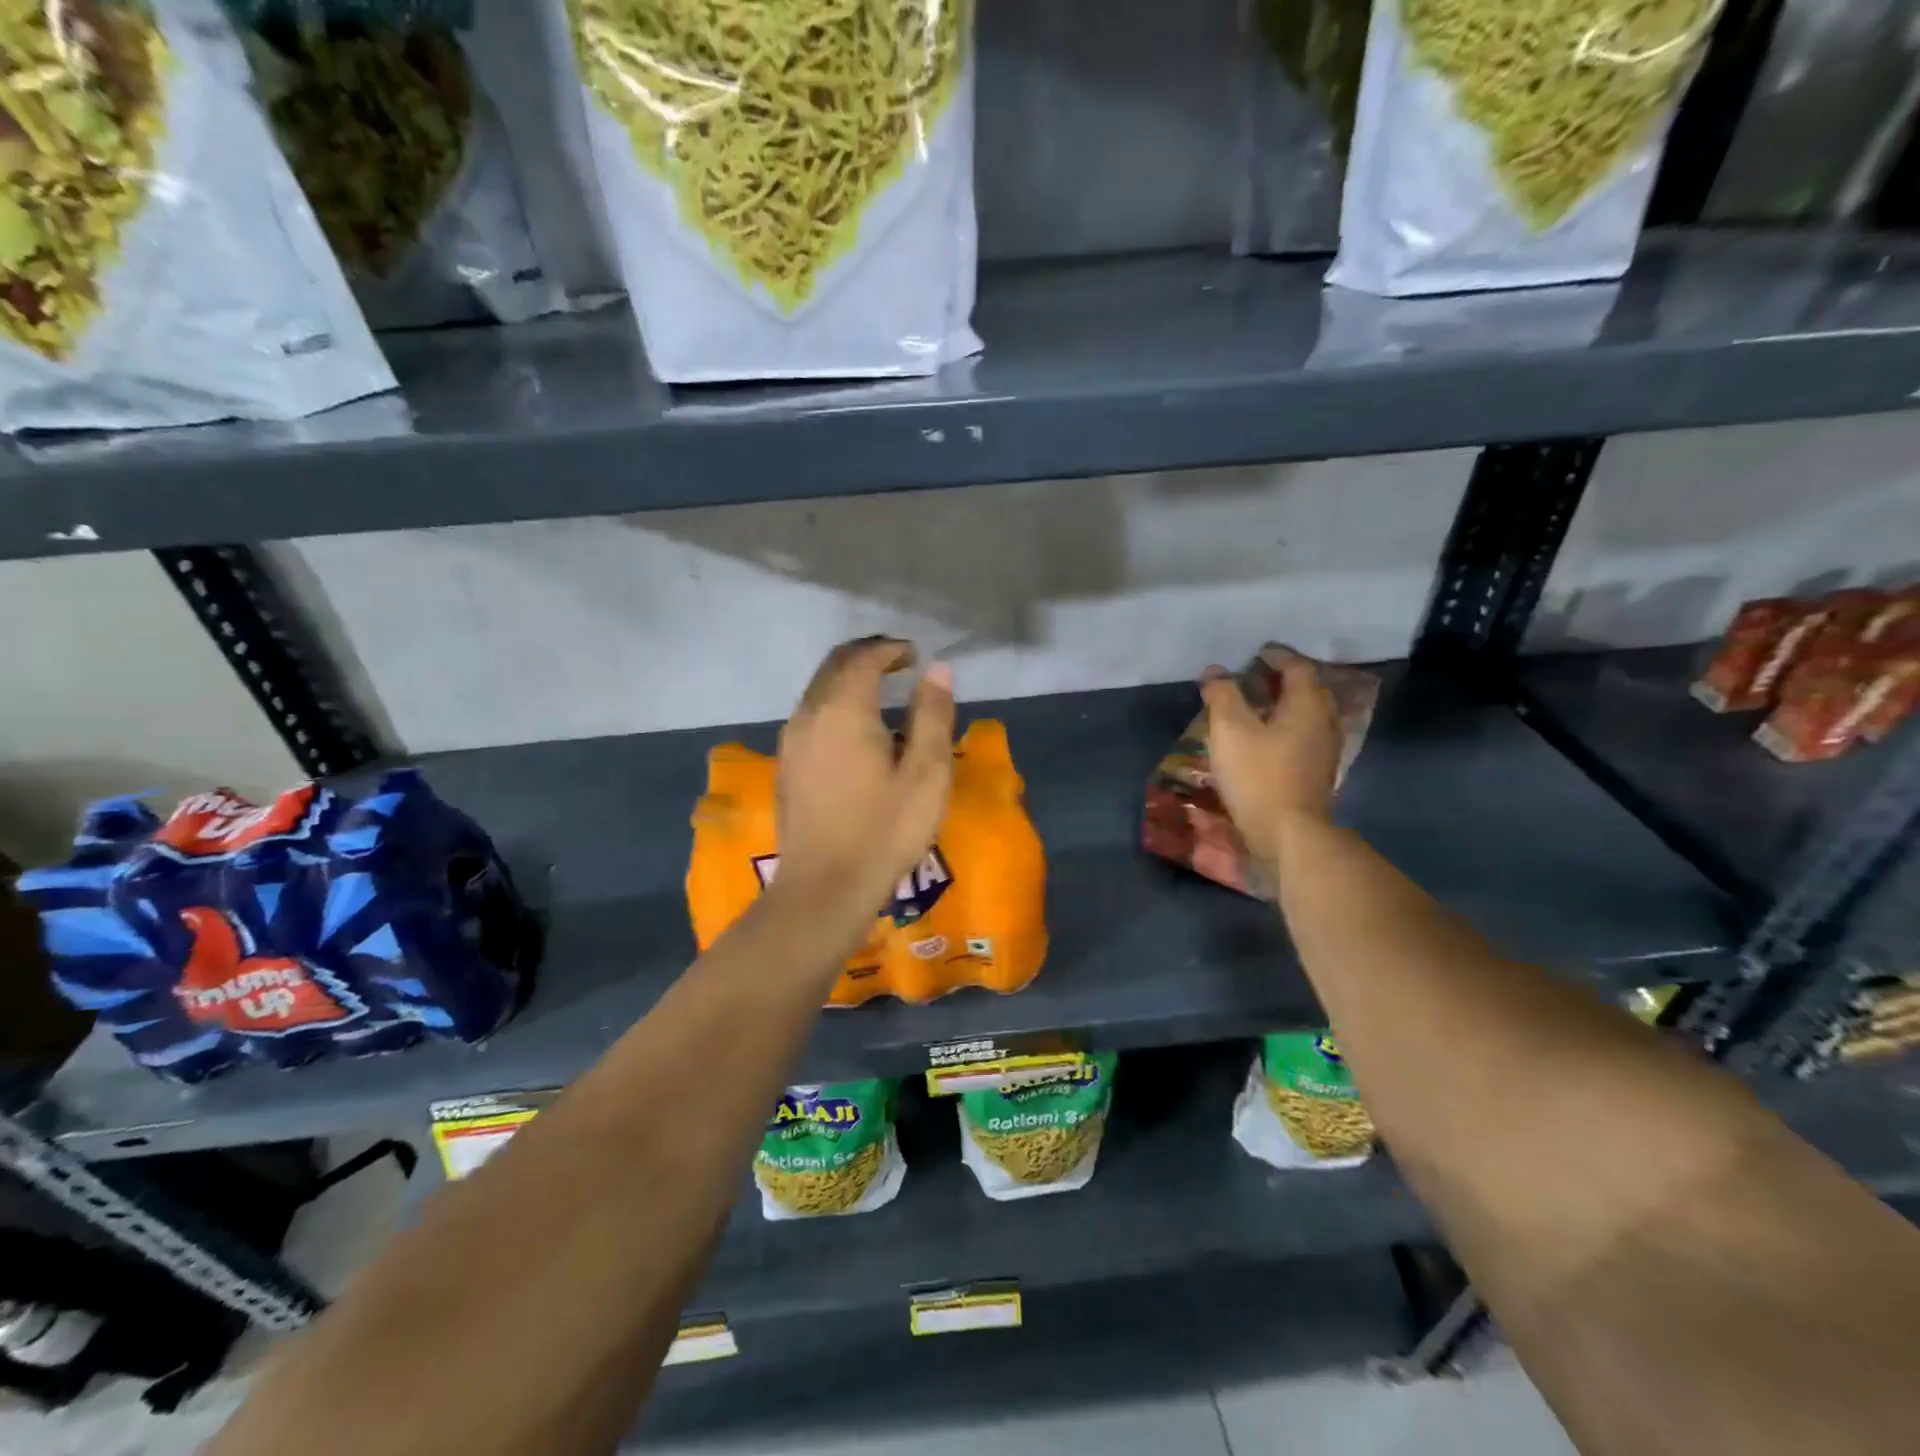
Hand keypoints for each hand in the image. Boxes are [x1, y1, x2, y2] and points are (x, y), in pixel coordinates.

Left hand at [774, 637, 954, 917]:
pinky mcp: (786, 766)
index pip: (863, 657)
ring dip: (848, 680)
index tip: (916, 656)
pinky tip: (856, 731)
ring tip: (882, 693)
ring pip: (818, 690)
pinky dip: (835, 705)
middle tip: (899, 664)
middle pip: (834, 666)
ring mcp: (791, 741)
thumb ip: (933, 715)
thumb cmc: (885, 830)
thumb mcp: (926, 773)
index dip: (890, 649)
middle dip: (867, 656)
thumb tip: (938, 669)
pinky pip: (810, 715)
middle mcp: (809, 714)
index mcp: (843, 709)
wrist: (825, 887)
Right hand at [1200, 647, 1341, 863]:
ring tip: (1255, 706)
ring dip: (1284, 705)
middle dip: (1283, 679)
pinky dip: (1286, 727)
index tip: (1256, 653)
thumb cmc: (1259, 775)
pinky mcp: (1317, 773)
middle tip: (1255, 677)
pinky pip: (1304, 736)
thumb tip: (1216, 672)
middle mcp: (1324, 722)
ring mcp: (1325, 750)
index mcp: (1307, 705)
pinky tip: (1265, 738)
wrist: (1288, 834)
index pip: (1298, 667)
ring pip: (1307, 715)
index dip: (1277, 656)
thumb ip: (1222, 695)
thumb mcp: (1230, 730)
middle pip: (1308, 689)